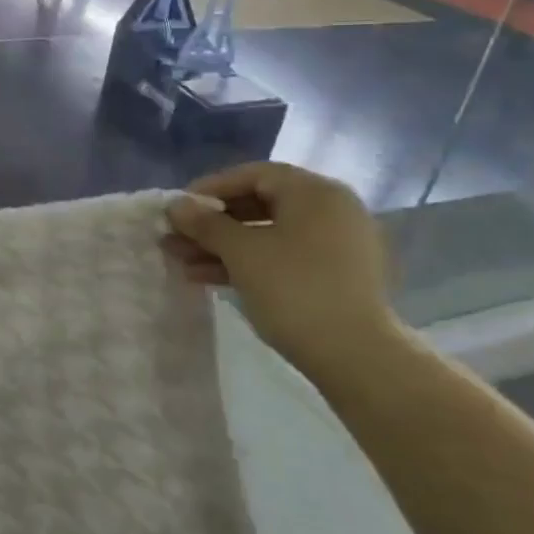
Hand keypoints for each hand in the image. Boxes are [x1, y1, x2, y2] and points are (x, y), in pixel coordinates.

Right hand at [164, 162, 402, 381]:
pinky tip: (210, 277)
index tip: (177, 208)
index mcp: (314, 192)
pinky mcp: (336, 276)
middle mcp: (331, 209)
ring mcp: (337, 244)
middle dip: (213, 223)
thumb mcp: (241, 252)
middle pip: (260, 204)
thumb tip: (175, 205)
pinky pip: (284, 256)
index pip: (253, 175)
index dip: (209, 189)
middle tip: (176, 237)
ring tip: (183, 262)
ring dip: (224, 246)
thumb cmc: (295, 290)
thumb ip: (205, 224)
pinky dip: (249, 263)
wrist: (358, 358)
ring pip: (268, 234)